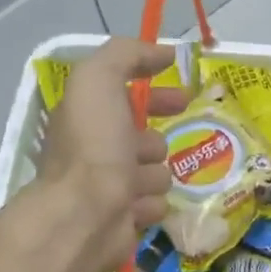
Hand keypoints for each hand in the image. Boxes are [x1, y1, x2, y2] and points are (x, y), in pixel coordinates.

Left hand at [34, 39, 188, 271]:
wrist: (85, 214)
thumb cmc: (93, 146)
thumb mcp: (99, 79)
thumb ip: (127, 55)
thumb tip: (164, 52)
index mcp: (89, 117)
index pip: (127, 97)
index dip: (156, 92)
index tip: (185, 96)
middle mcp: (99, 151)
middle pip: (146, 139)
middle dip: (156, 141)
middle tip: (161, 149)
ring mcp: (113, 187)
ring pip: (157, 173)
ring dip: (152, 174)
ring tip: (135, 182)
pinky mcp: (126, 219)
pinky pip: (155, 204)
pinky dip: (149, 203)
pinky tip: (135, 205)